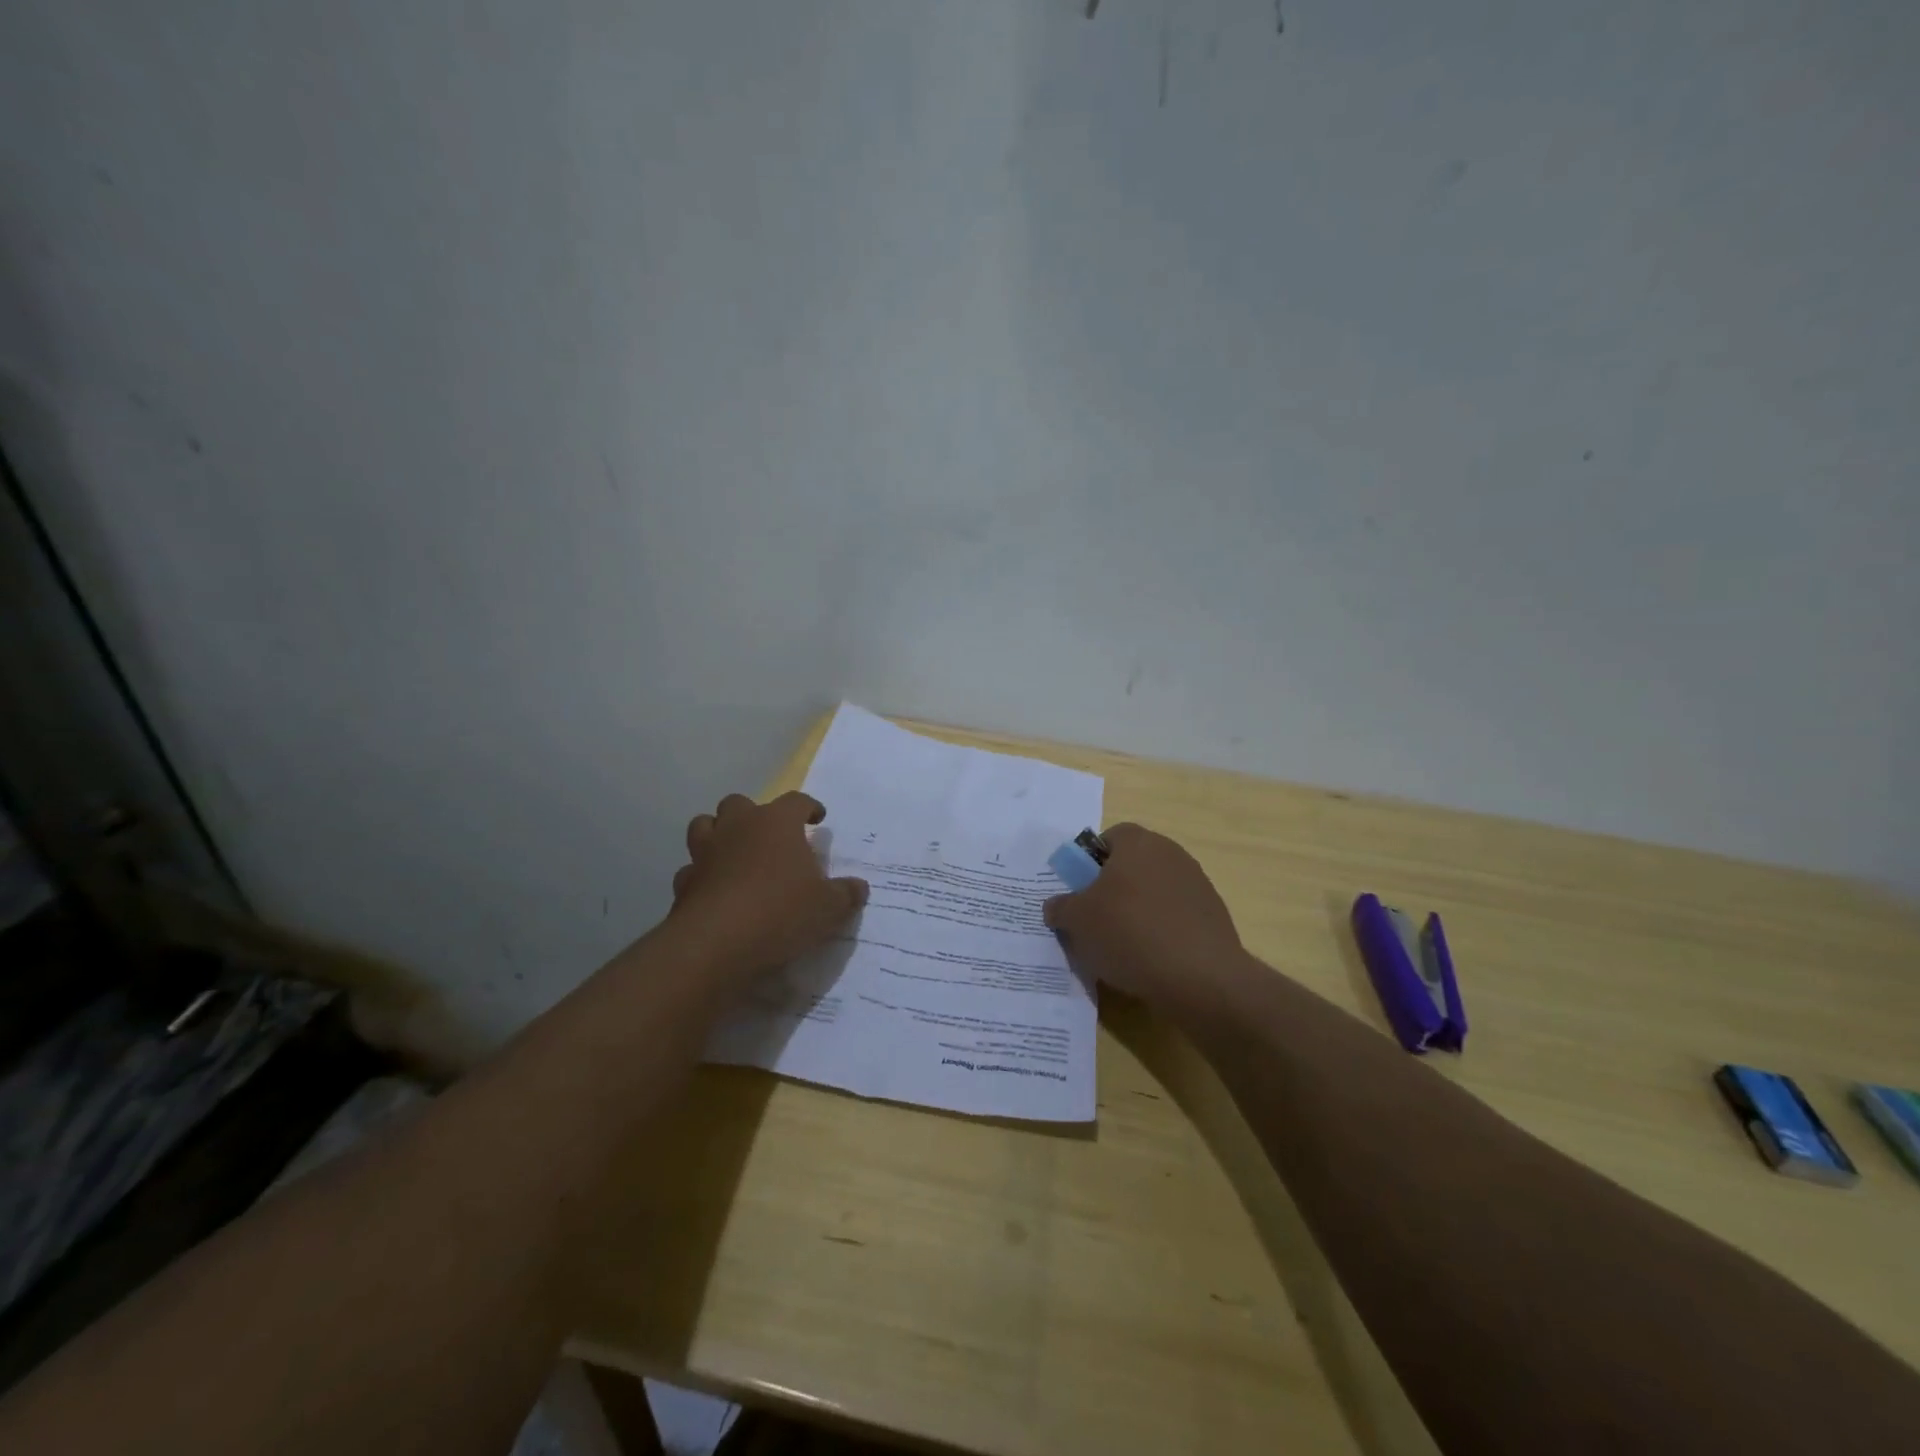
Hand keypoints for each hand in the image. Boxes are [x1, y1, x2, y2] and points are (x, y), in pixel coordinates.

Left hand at [670, 791, 868, 974]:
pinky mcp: (683, 883)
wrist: (716, 944)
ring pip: (704, 826)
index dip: (808, 807)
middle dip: (753, 816)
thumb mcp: (828, 907)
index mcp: (776, 823)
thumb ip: (846, 894)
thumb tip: (859, 887)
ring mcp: (705, 853)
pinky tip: (714, 891)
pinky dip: (702, 876)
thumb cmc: (781, 912)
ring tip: (735, 854)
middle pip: (740, 804)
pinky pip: (691, 870)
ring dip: (718, 835)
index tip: (817, 818)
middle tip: (770, 837)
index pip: (796, 800)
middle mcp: (738, 827)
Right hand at [1043, 823, 1246, 1025]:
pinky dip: (1163, 931)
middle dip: (1114, 889)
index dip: (1090, 863)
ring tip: (1125, 948)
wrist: (1200, 977)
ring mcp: (1198, 883)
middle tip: (1097, 920)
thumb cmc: (1129, 933)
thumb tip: (1057, 906)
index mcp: (1138, 842)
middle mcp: (1171, 853)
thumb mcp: (1077, 921)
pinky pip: (1177, 916)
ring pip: (1155, 891)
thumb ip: (1061, 907)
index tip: (1081, 893)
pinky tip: (1154, 960)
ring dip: (1139, 911)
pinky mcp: (1214, 915)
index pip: (1108, 838)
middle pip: (1133, 865)